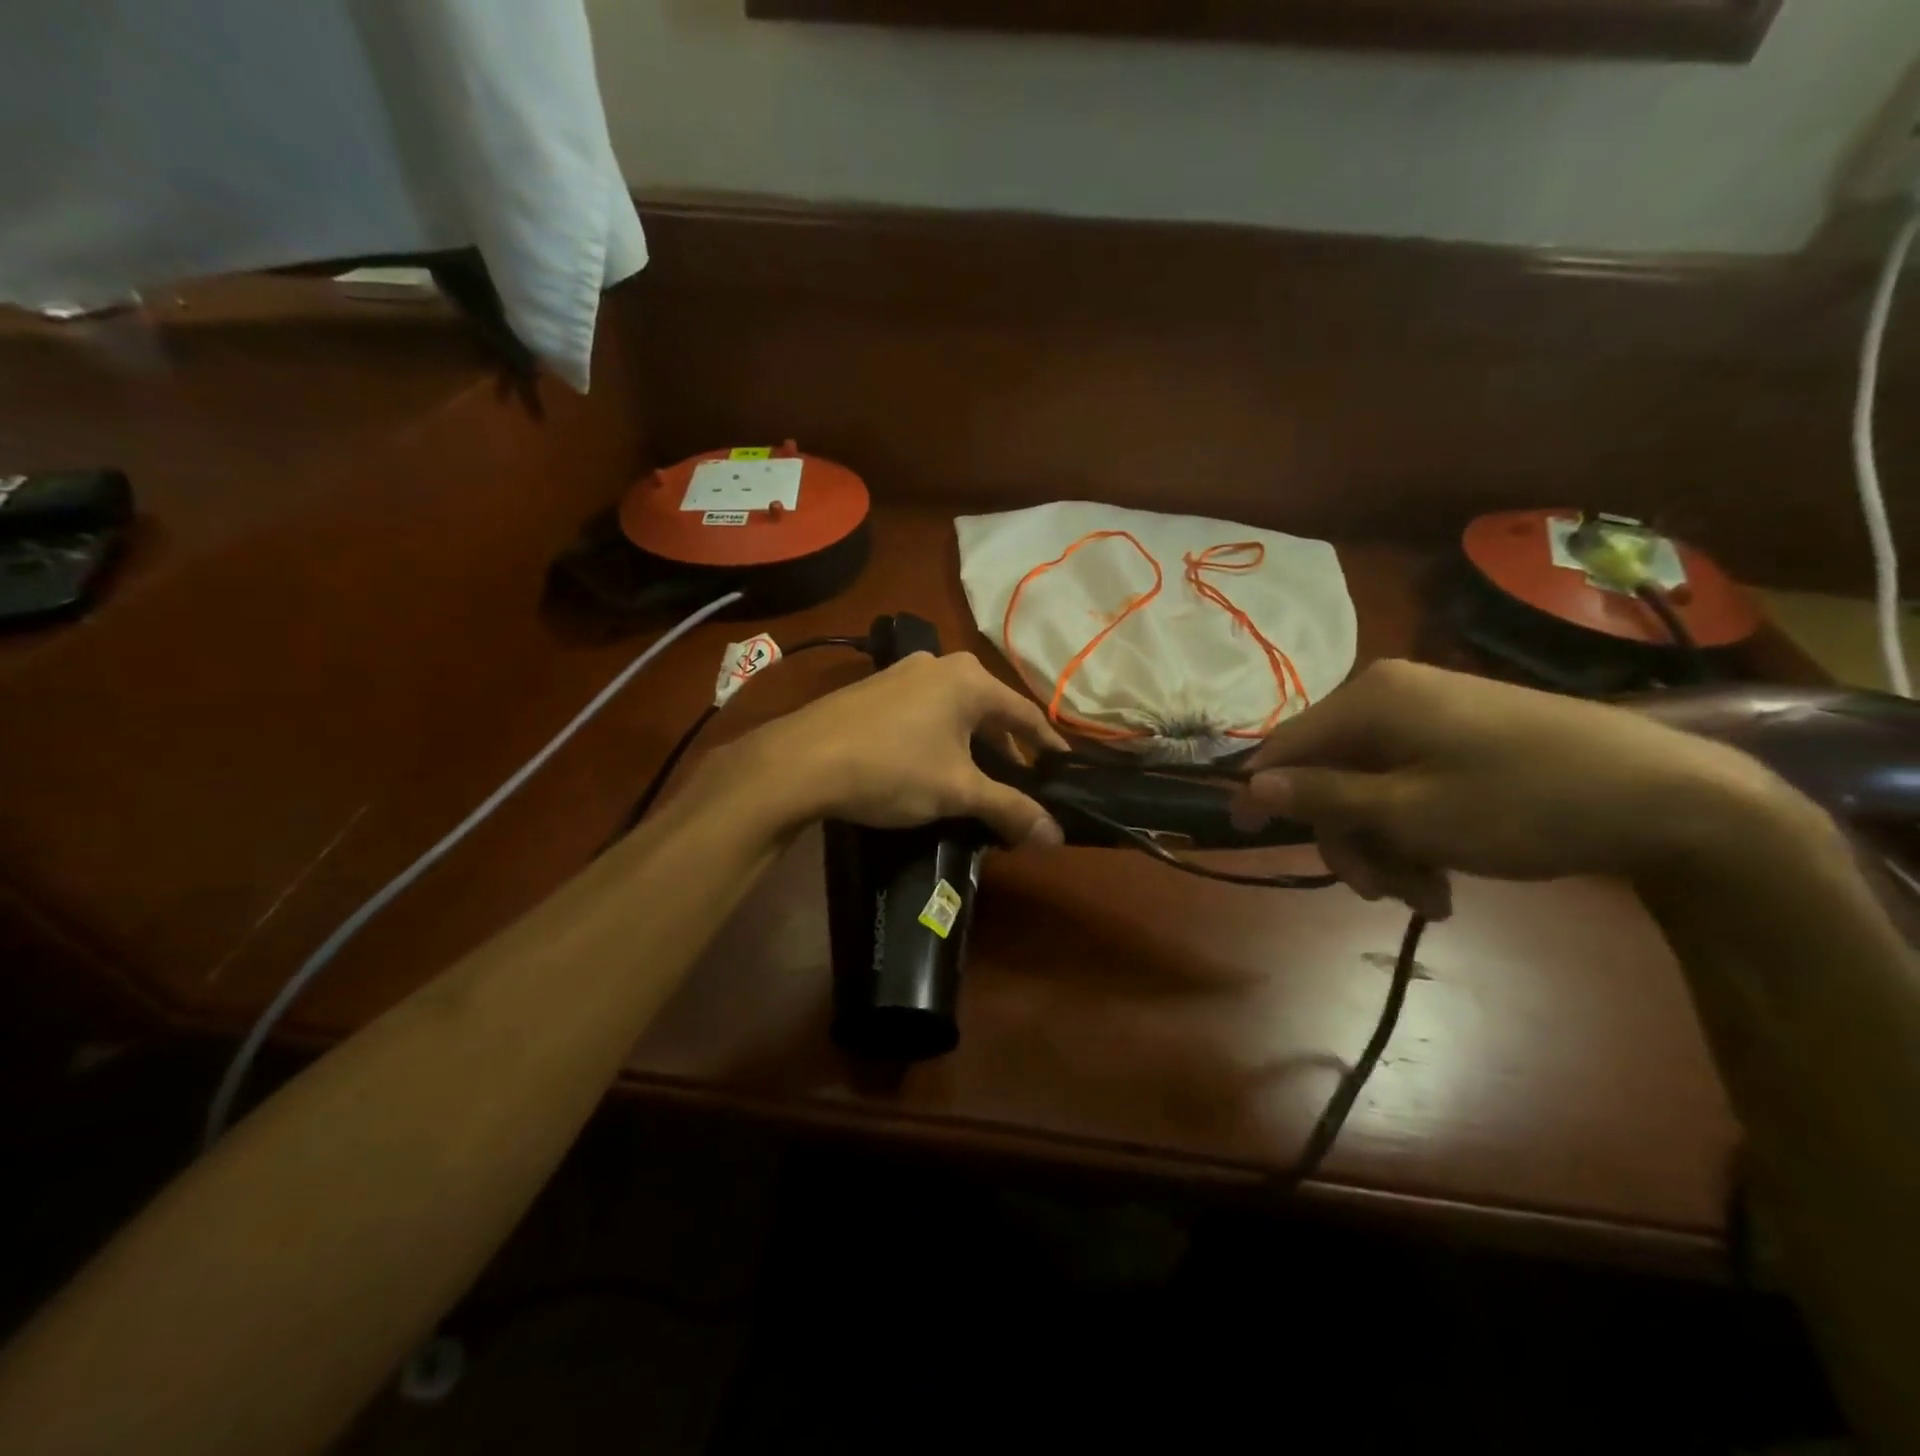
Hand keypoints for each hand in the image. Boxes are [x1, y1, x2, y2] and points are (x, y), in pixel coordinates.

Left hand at [727, 651, 1069, 844]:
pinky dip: (941, 737)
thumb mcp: (957, 791)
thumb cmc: (892, 768)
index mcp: (969, 680)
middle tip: (1022, 782)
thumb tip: (1056, 836)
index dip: (1047, 745)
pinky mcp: (874, 689)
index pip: (1025, 714)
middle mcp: (940, 665)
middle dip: (1007, 748)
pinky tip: (934, 764)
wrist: (800, 761)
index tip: (1063, 768)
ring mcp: (902, 674)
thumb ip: (1010, 809)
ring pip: (955, 710)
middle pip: (990, 710)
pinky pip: (925, 712)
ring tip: (979, 778)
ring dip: (972, 743)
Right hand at [1232, 660, 1800, 918]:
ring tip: (1430, 897)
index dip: (1260, 792)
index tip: (1243, 837)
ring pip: (1370, 788)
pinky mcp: (1462, 736)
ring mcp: (1429, 715)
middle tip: (1383, 894)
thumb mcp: (1410, 813)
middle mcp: (1390, 696)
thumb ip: (1323, 798)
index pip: (1285, 745)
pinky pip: (1409, 784)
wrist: (1672, 798)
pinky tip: (1446, 876)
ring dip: (1387, 847)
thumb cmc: (1523, 804)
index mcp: (1369, 699)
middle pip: (1330, 775)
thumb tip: (1249, 786)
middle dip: (1350, 840)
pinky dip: (1416, 832)